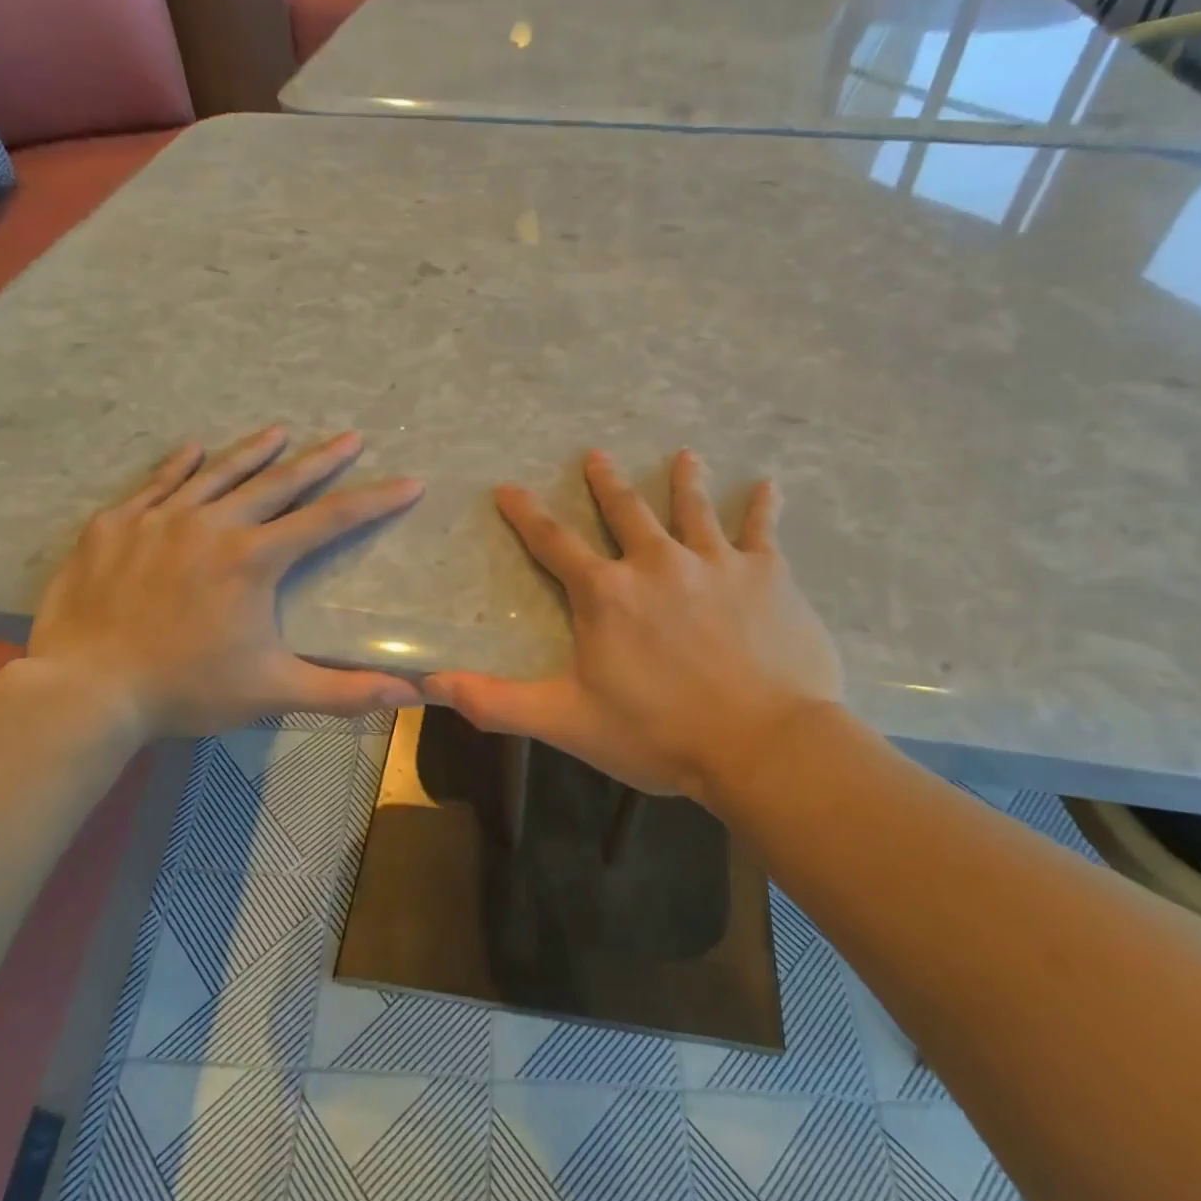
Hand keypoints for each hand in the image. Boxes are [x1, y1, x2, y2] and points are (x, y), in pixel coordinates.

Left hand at [26, 426, 424, 737]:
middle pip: (278, 482)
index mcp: (253, 559)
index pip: (329, 520)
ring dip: (254, 451)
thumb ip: (344, 691)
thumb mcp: (273, 692)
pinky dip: (179, 465)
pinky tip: (194, 448)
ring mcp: (159, 518)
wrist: (84, 691)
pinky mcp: (115, 524)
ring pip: (218, 473)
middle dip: (321, 460)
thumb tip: (410, 696)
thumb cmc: (185, 690)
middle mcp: (212, 525)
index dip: (374, 501)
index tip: (407, 483)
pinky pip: (156, 483)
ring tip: (280, 431)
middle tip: (351, 437)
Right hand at [424, 450, 841, 804]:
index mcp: (607, 593)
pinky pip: (762, 531)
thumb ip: (498, 701)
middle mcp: (656, 562)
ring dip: (684, 481)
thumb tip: (431, 684)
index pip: (553, 542)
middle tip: (595, 454)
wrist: (762, 746)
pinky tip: (769, 486)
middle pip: (626, 511)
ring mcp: (714, 563)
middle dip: (606, 483)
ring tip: (684, 455)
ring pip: (693, 510)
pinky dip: (763, 507)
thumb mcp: (567, 721)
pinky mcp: (766, 574)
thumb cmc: (659, 734)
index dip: (526, 514)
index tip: (508, 487)